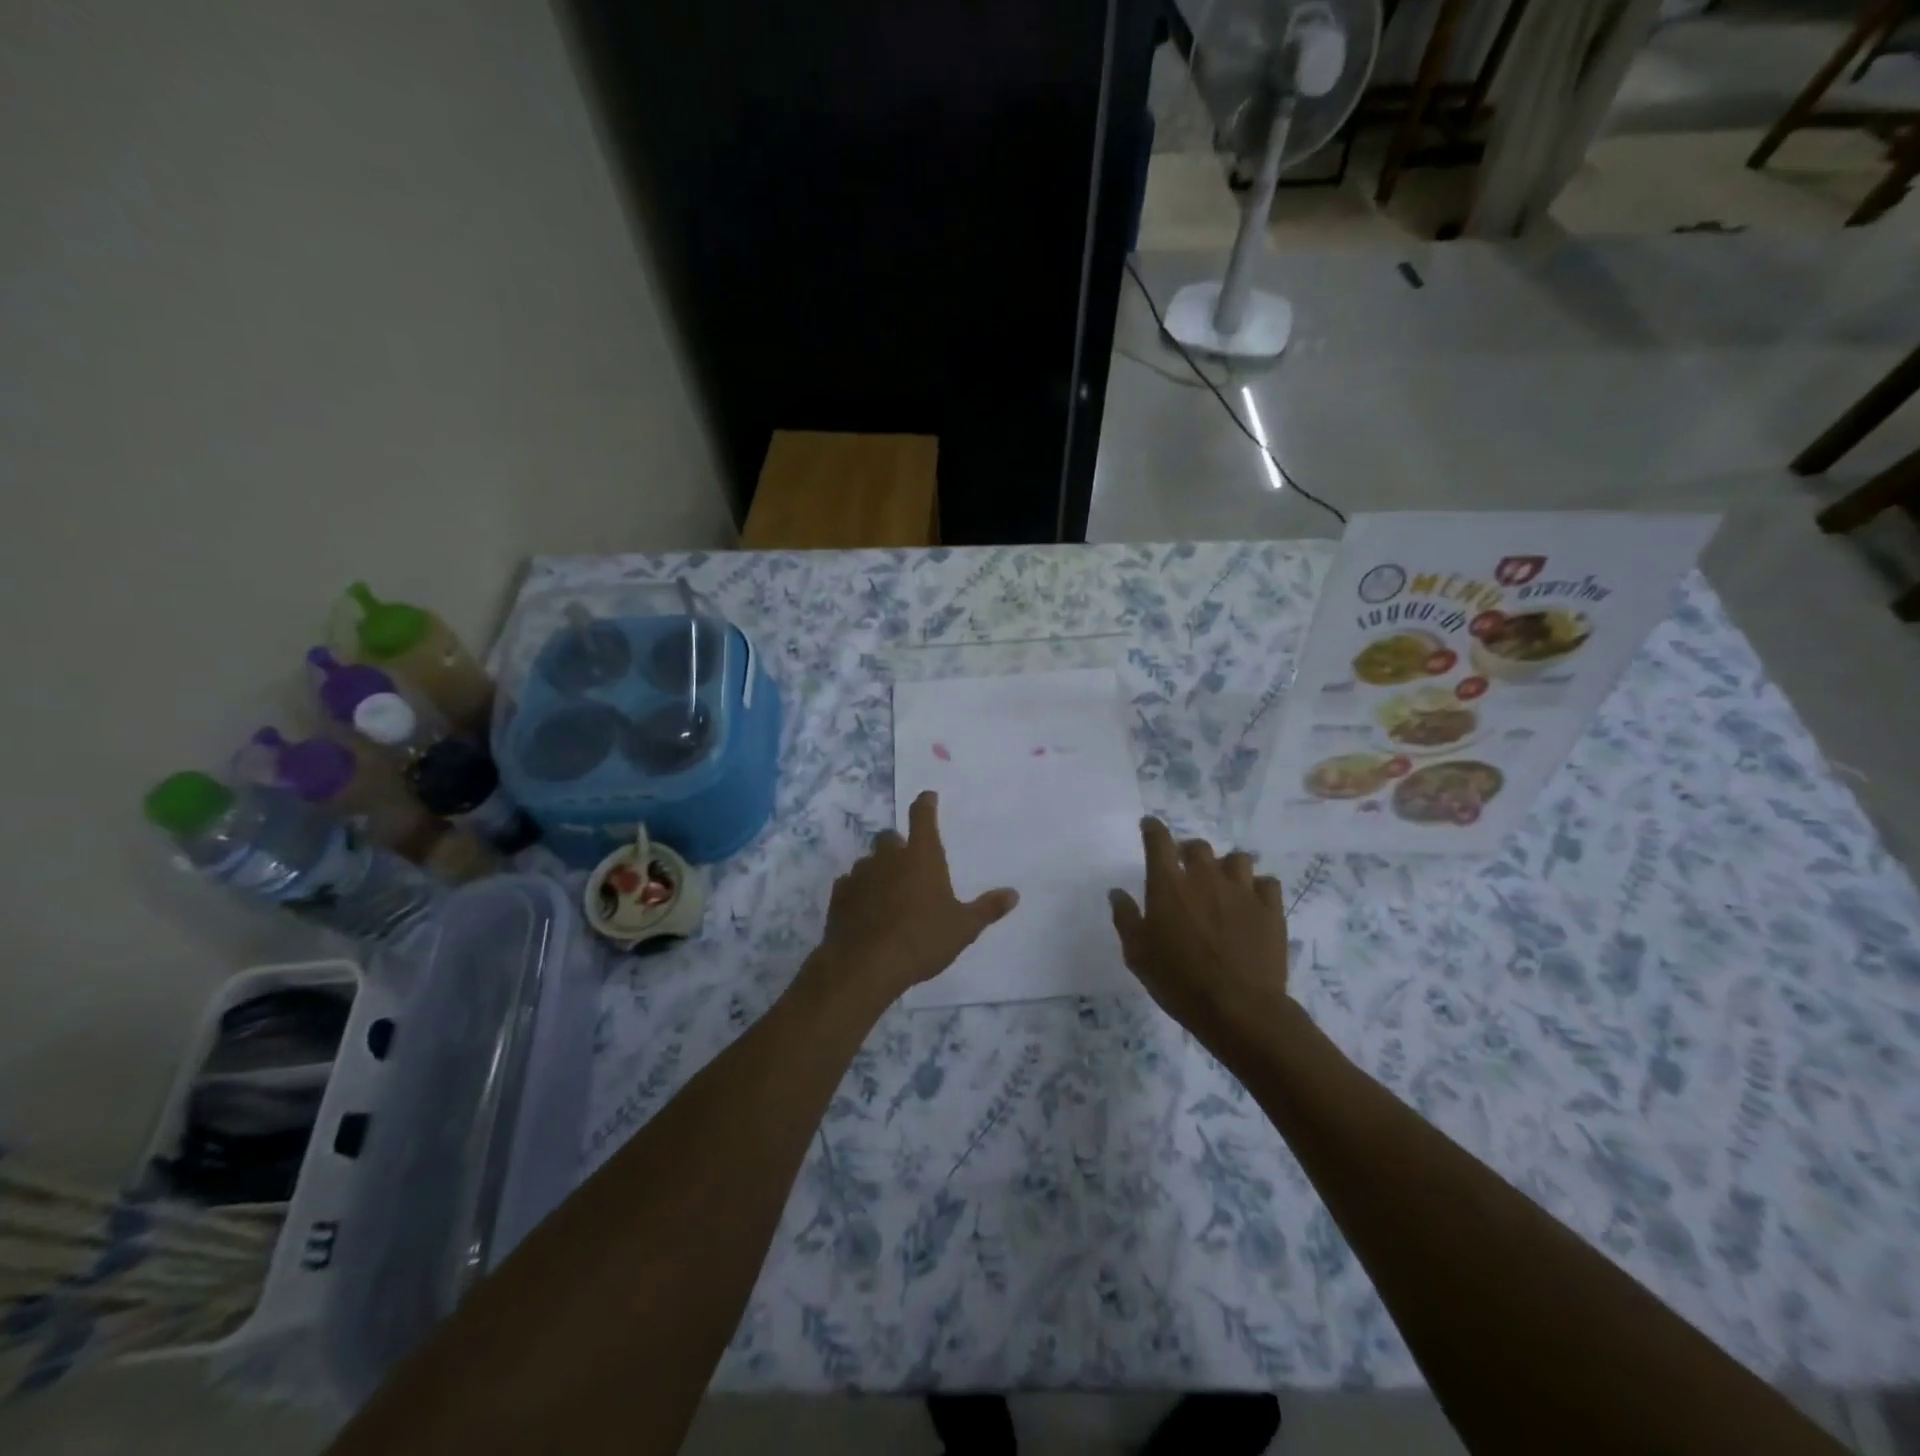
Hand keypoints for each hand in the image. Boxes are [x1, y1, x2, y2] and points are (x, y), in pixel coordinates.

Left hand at [808, 791, 1018, 1011]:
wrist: (865, 965)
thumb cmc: (922, 940)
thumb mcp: (963, 928)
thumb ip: (987, 909)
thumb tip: (1013, 894)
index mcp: (921, 857)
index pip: (923, 817)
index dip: (925, 804)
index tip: (927, 797)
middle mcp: (888, 858)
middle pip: (890, 838)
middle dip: (899, 845)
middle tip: (909, 863)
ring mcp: (860, 875)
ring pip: (868, 861)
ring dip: (878, 870)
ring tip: (888, 892)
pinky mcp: (839, 896)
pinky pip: (849, 884)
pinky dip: (858, 891)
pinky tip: (865, 908)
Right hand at [1109, 817, 1289, 1049]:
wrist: (1238, 1008)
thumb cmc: (1178, 981)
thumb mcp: (1137, 954)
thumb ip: (1126, 918)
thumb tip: (1117, 892)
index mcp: (1169, 885)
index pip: (1158, 841)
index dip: (1153, 829)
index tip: (1149, 826)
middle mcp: (1205, 878)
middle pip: (1198, 847)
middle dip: (1189, 852)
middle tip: (1186, 868)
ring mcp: (1242, 891)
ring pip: (1237, 859)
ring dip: (1226, 867)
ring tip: (1223, 884)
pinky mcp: (1271, 909)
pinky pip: (1267, 883)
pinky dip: (1258, 887)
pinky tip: (1252, 902)